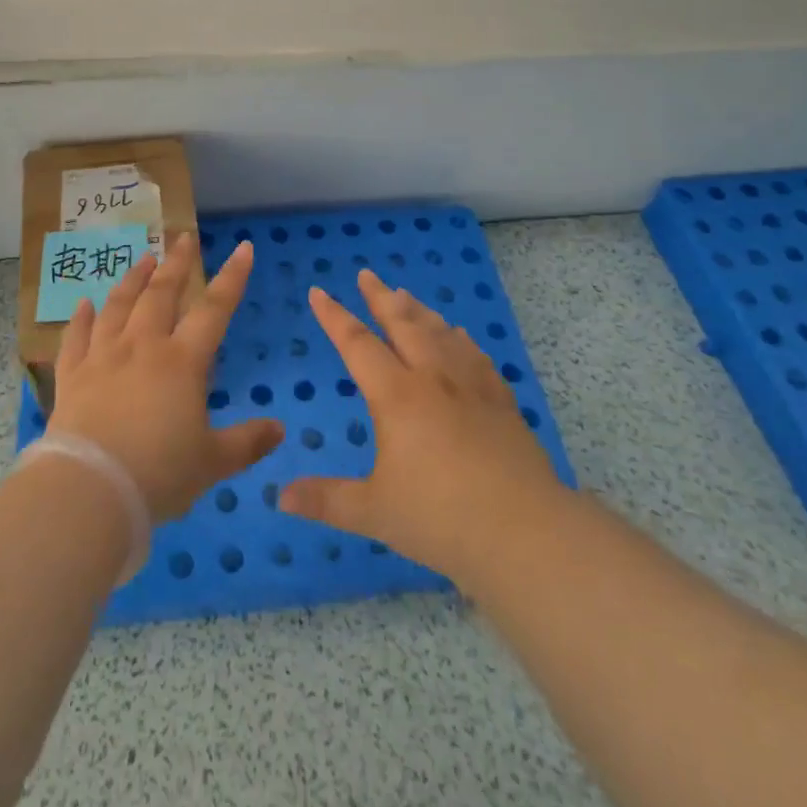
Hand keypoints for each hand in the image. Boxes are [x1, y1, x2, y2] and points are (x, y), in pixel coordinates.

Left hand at [47, 234, 283, 521]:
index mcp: (182, 362)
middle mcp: (142, 347)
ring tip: (142, 260)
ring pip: (118, 306)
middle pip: (161, 294)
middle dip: (175, 264)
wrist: (90, 489)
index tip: (243, 248)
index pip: (214, 309)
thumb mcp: (212, 463)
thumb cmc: (159, 474)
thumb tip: (280, 429)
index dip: (232, 278)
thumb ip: (246, 443)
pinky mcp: (72, 376)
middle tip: (182, 238)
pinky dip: (80, 319)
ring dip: (131, 280)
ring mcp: (103, 357)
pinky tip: (83, 304)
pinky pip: (75, 338)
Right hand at [280, 269, 566, 584]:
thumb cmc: (442, 519)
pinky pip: (475, 355)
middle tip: (367, 275)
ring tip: (406, 296)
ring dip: (419, 311)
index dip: (334, 317)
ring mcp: (472, 386)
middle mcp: (433, 378)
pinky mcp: (501, 401)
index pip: (357, 344)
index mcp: (397, 396)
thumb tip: (280, 497)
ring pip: (440, 332)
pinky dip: (460, 339)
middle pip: (403, 323)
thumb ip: (326, 500)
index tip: (318, 291)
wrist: (526, 532)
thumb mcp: (375, 512)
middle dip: (380, 297)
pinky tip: (459, 337)